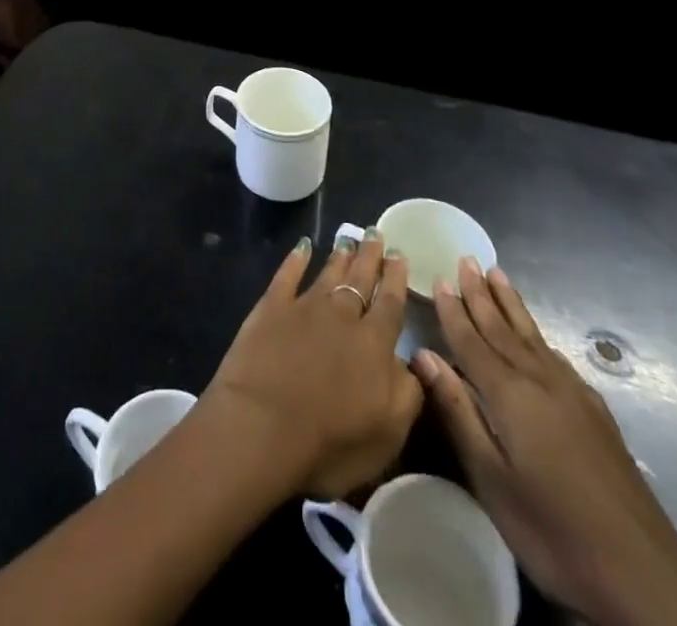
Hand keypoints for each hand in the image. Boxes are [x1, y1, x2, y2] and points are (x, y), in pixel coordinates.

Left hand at [201, 232, 423, 499]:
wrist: (261, 426)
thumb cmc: (330, 443)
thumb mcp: (388, 433)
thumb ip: (408, 392)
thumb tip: (414, 361)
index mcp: (375, 345)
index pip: (391, 304)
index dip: (396, 280)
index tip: (400, 255)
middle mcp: (343, 316)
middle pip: (361, 279)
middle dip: (371, 257)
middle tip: (377, 234)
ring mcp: (305, 307)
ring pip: (328, 273)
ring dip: (340, 256)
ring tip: (349, 239)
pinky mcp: (271, 307)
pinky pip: (287, 275)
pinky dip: (296, 259)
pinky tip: (303, 246)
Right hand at [414, 259, 676, 625]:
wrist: (644, 575)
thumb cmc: (553, 530)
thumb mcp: (491, 480)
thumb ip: (458, 412)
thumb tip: (424, 355)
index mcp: (510, 394)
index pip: (472, 340)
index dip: (453, 310)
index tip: (438, 277)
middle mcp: (541, 381)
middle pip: (503, 328)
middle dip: (481, 294)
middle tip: (466, 259)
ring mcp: (573, 395)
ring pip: (532, 336)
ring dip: (510, 304)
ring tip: (497, 274)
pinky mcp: (596, 413)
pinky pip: (555, 356)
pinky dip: (538, 336)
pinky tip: (537, 337)